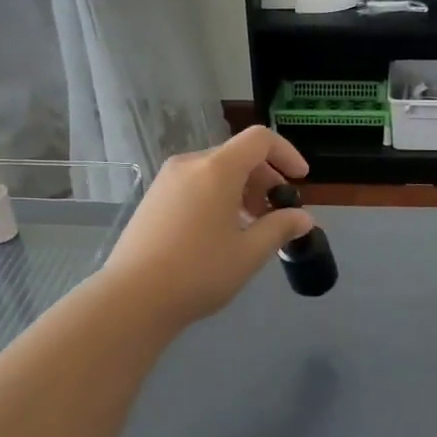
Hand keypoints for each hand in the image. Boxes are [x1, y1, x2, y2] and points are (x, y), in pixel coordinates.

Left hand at [102, 127, 313, 327]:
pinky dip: (216, 196)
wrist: (133, 297)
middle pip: (237, 155)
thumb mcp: (249, 253)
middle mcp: (190, 164)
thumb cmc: (199, 272)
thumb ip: (280, 228)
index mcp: (216, 168)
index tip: (300, 180)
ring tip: (250, 226)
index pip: (259, 139)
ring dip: (241, 189)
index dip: (286, 153)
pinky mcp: (153, 198)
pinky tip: (219, 232)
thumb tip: (303, 218)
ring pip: (214, 171)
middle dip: (264, 178)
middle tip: (276, 213)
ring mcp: (166, 180)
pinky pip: (194, 184)